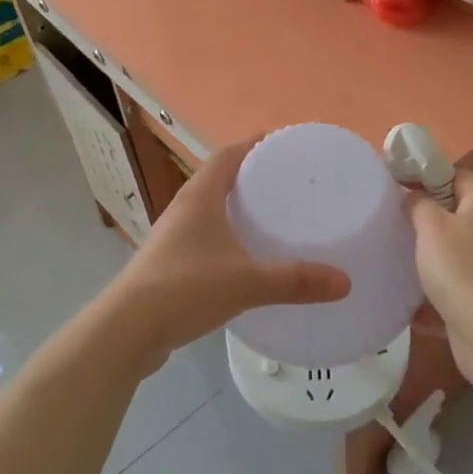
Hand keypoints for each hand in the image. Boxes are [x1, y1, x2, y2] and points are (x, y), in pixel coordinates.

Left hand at [107, 137, 350, 371]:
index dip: (252, 144)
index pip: (227, 155)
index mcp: (199, 197)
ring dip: (234, 208)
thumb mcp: (247, 282)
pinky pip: (202, 238)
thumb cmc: (186, 289)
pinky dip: (225, 238)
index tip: (281, 144)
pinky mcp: (168, 265)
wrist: (128, 330)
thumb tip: (344, 282)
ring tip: (269, 218)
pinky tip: (244, 259)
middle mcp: (183, 209)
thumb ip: (295, 280)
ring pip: (208, 210)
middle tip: (285, 183)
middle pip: (217, 179)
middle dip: (249, 176)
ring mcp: (172, 238)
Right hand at [406, 170, 472, 375]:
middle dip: (423, 219)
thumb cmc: (461, 268)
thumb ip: (418, 204)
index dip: (427, 176)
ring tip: (392, 259)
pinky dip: (430, 296)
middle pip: (454, 214)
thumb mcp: (432, 225)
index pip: (457, 175)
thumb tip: (413, 197)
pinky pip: (451, 290)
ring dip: (425, 259)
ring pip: (451, 254)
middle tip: (390, 222)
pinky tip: (404, 302)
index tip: (396, 185)